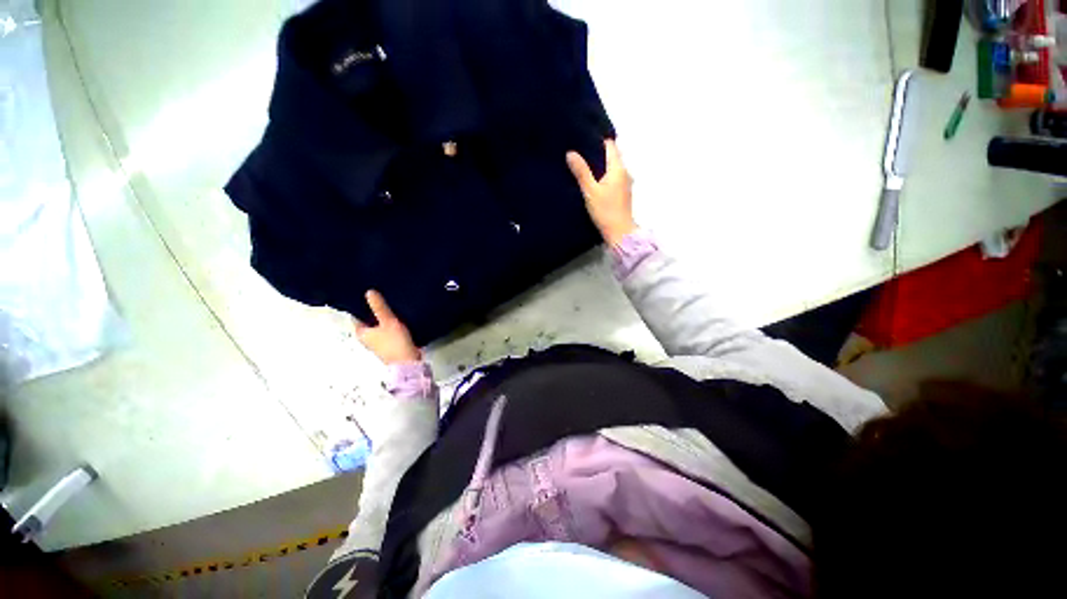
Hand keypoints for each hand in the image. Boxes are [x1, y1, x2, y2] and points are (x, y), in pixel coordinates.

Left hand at [354, 290, 420, 364]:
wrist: (408, 362)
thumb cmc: (395, 342)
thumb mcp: (388, 321)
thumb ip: (379, 307)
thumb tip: (369, 292)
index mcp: (361, 332)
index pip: (356, 315)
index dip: (361, 304)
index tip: (367, 293)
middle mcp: (366, 338)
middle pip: (368, 320)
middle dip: (373, 310)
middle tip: (380, 296)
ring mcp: (378, 342)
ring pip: (378, 326)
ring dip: (383, 317)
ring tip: (390, 304)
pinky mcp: (389, 344)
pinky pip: (387, 330)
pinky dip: (390, 324)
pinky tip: (398, 317)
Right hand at [567, 139, 636, 245]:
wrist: (619, 233)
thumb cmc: (605, 211)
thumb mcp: (590, 191)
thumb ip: (581, 172)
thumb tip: (570, 153)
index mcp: (618, 168)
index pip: (610, 145)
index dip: (598, 141)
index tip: (584, 139)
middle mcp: (625, 172)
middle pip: (612, 156)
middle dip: (597, 153)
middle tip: (580, 151)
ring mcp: (625, 183)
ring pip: (612, 168)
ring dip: (600, 166)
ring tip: (583, 165)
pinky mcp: (622, 193)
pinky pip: (612, 178)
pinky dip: (603, 176)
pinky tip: (592, 181)